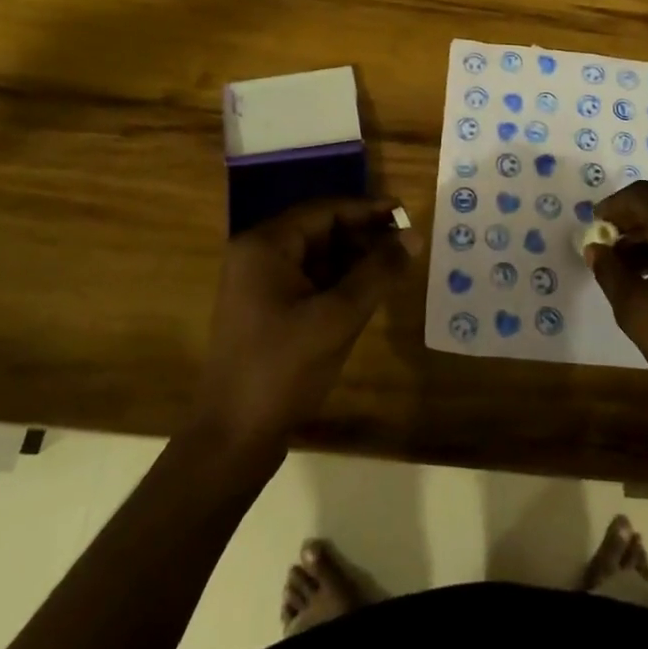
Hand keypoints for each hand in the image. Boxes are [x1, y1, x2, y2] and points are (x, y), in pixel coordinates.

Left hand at [193, 199, 417, 452]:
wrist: (233, 438)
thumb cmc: (283, 369)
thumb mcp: (338, 317)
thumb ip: (378, 272)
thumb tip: (414, 235)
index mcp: (265, 245)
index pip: (325, 210)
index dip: (368, 210)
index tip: (406, 214)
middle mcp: (257, 255)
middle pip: (320, 230)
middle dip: (364, 236)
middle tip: (406, 245)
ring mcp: (258, 284)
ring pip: (317, 256)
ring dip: (354, 259)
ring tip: (395, 267)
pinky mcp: (265, 310)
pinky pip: (309, 280)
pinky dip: (339, 282)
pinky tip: (368, 292)